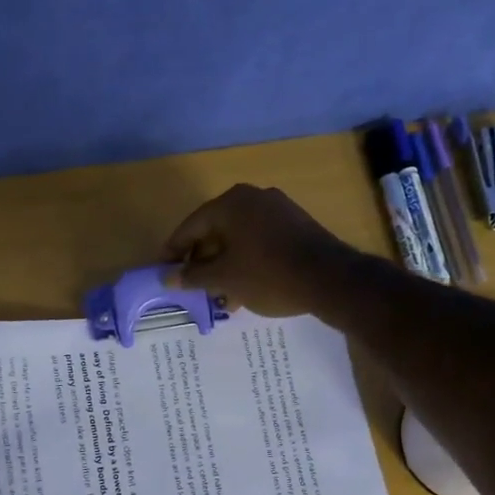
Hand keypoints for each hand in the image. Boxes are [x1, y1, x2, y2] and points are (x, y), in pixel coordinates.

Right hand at [163, 185, 356, 316]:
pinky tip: (246, 288)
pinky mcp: (297, 226)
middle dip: (202, 260)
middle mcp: (254, 198)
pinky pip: (261, 241)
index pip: (191, 226)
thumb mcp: (225, 279)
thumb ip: (192, 276)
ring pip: (240, 238)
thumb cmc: (268, 275)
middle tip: (192, 285)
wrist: (331, 279)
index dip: (174, 251)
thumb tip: (167, 278)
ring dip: (226, 265)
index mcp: (231, 203)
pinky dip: (248, 262)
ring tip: (219, 295)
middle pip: (216, 230)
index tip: (163, 271)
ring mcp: (279, 209)